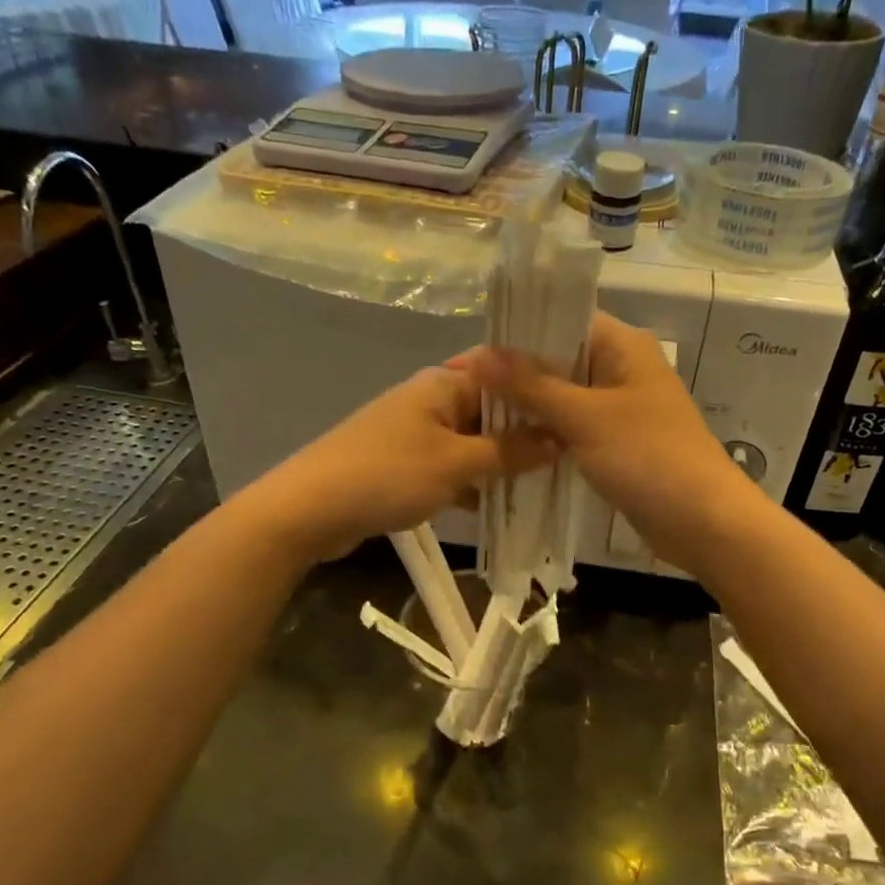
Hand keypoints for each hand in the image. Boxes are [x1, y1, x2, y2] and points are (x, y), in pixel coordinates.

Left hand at [246, 361, 554, 562]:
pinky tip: (495, 506)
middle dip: (524, 435)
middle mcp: (430, 399)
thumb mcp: (456, 464)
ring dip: (499, 463)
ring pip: (471, 442)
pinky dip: (471, 482)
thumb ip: (509, 452)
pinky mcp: (402, 463)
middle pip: (490, 410)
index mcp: (443, 383)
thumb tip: (558, 439)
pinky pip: (450, 466)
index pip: (505, 374)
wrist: (308, 509)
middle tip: (568, 458)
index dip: (540, 392)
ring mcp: (414, 432)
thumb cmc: (387, 475)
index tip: (576, 414)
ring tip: (542, 485)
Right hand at [470, 312, 764, 573]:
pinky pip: (572, 428)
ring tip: (476, 417)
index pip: (560, 320)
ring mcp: (620, 408)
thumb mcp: (585, 418)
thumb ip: (531, 385)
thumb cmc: (649, 458)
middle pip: (557, 359)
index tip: (466, 359)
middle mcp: (622, 368)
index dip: (512, 335)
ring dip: (526, 406)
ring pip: (562, 397)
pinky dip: (545, 433)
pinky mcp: (617, 443)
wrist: (704, 523)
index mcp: (623, 346)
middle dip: (513, 374)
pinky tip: (509, 444)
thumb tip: (477, 355)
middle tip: (462, 393)